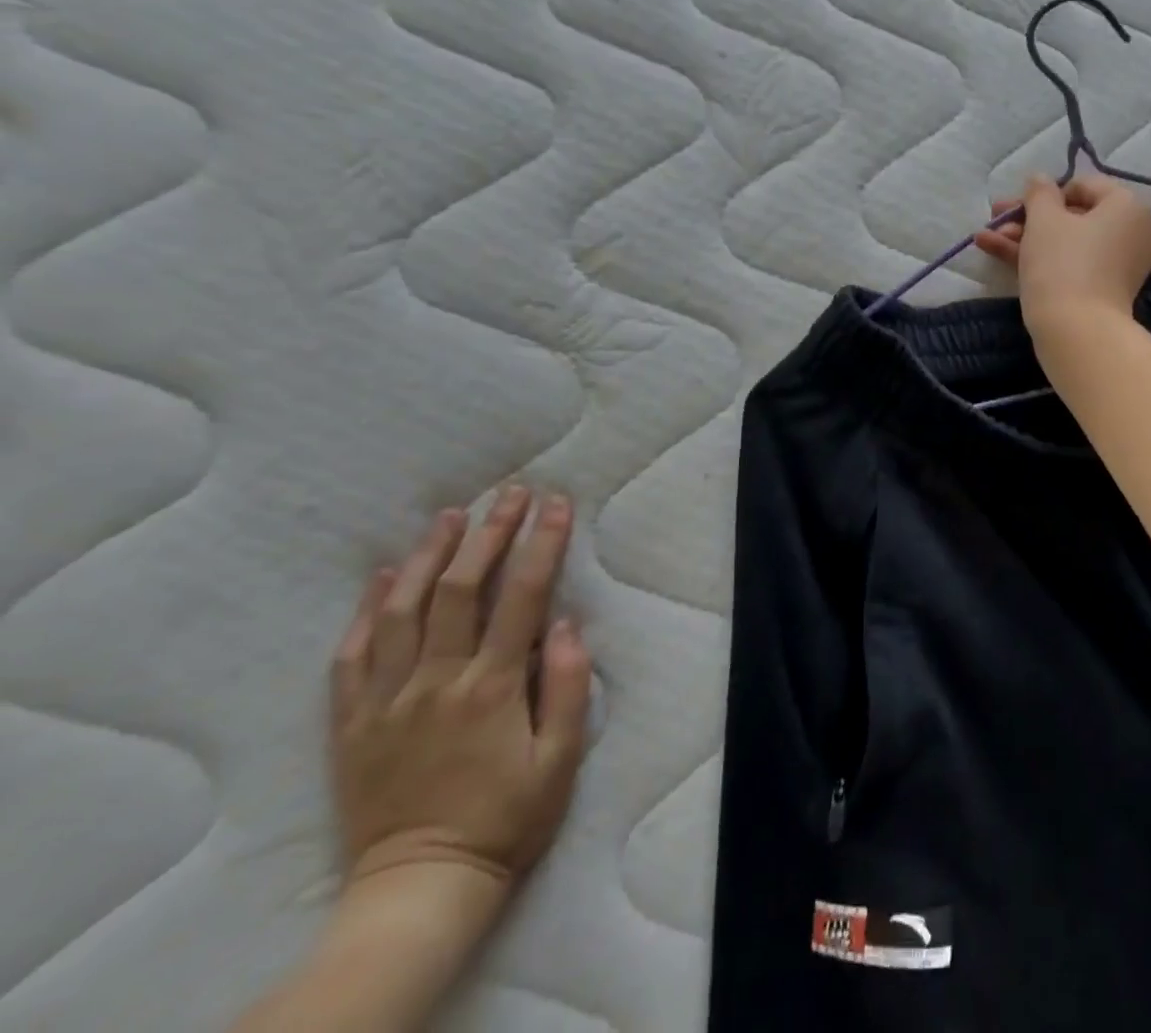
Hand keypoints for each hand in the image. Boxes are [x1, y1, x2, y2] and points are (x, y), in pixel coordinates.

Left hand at [330, 487, 591, 901]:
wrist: (419, 890)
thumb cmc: (506, 820)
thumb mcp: (561, 759)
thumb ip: (566, 686)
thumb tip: (565, 623)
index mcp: (491, 688)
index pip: (521, 596)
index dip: (542, 543)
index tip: (556, 504)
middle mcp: (436, 682)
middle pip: (460, 588)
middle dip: (489, 532)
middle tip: (510, 492)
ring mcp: (387, 701)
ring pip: (402, 610)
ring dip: (427, 556)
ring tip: (450, 515)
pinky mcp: (352, 724)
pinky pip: (351, 657)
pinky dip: (366, 611)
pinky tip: (381, 577)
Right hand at [976, 173, 1150, 356]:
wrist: (1077, 332)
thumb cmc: (1062, 264)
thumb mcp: (1044, 219)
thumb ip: (1039, 192)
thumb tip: (1040, 179)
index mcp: (1127, 206)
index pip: (1082, 186)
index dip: (1044, 193)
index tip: (1015, 206)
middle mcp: (1131, 232)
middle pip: (1072, 216)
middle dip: (1027, 217)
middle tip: (994, 218)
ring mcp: (1118, 265)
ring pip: (1066, 242)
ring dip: (1024, 237)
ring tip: (983, 238)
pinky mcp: (1104, 291)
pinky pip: (1071, 264)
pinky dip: (1038, 258)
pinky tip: (995, 251)